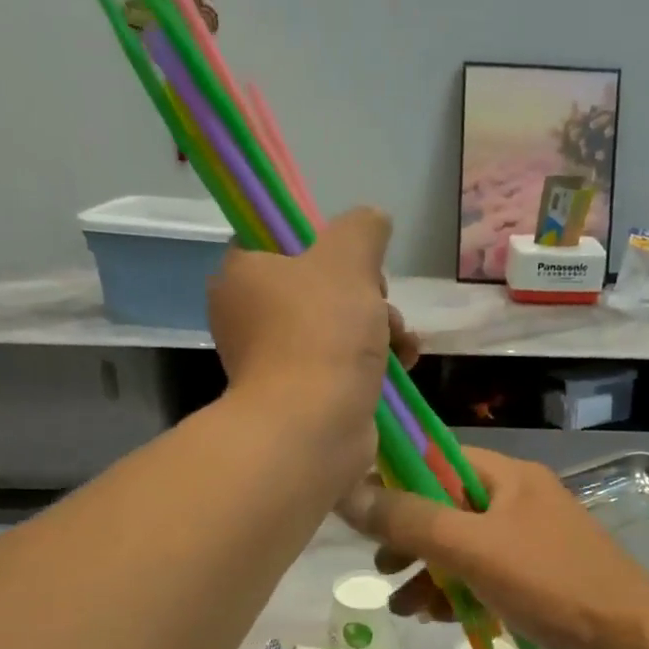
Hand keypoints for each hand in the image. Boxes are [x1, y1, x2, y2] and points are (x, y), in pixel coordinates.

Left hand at [208, 207, 416, 486]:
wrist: (313, 428)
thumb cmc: (321, 333)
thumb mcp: (348, 260)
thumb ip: (362, 229)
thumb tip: (373, 219)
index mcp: (242, 274)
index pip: (280, 240)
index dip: (325, 243)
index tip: (355, 259)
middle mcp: (249, 316)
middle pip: (319, 285)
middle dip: (367, 293)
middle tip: (382, 303)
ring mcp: (274, 360)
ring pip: (338, 325)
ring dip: (380, 327)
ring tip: (403, 343)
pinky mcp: (302, 395)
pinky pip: (342, 363)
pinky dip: (374, 361)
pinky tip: (405, 364)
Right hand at [340, 448, 648, 648]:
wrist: (629, 642)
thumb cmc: (550, 582)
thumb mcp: (473, 548)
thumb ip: (410, 521)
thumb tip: (347, 494)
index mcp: (508, 477)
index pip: (438, 458)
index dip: (397, 478)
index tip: (362, 508)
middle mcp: (518, 501)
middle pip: (446, 508)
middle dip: (410, 539)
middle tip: (381, 565)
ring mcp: (528, 542)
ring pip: (462, 548)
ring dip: (429, 574)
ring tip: (402, 607)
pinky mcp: (535, 580)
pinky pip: (482, 577)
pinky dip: (457, 593)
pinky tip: (437, 619)